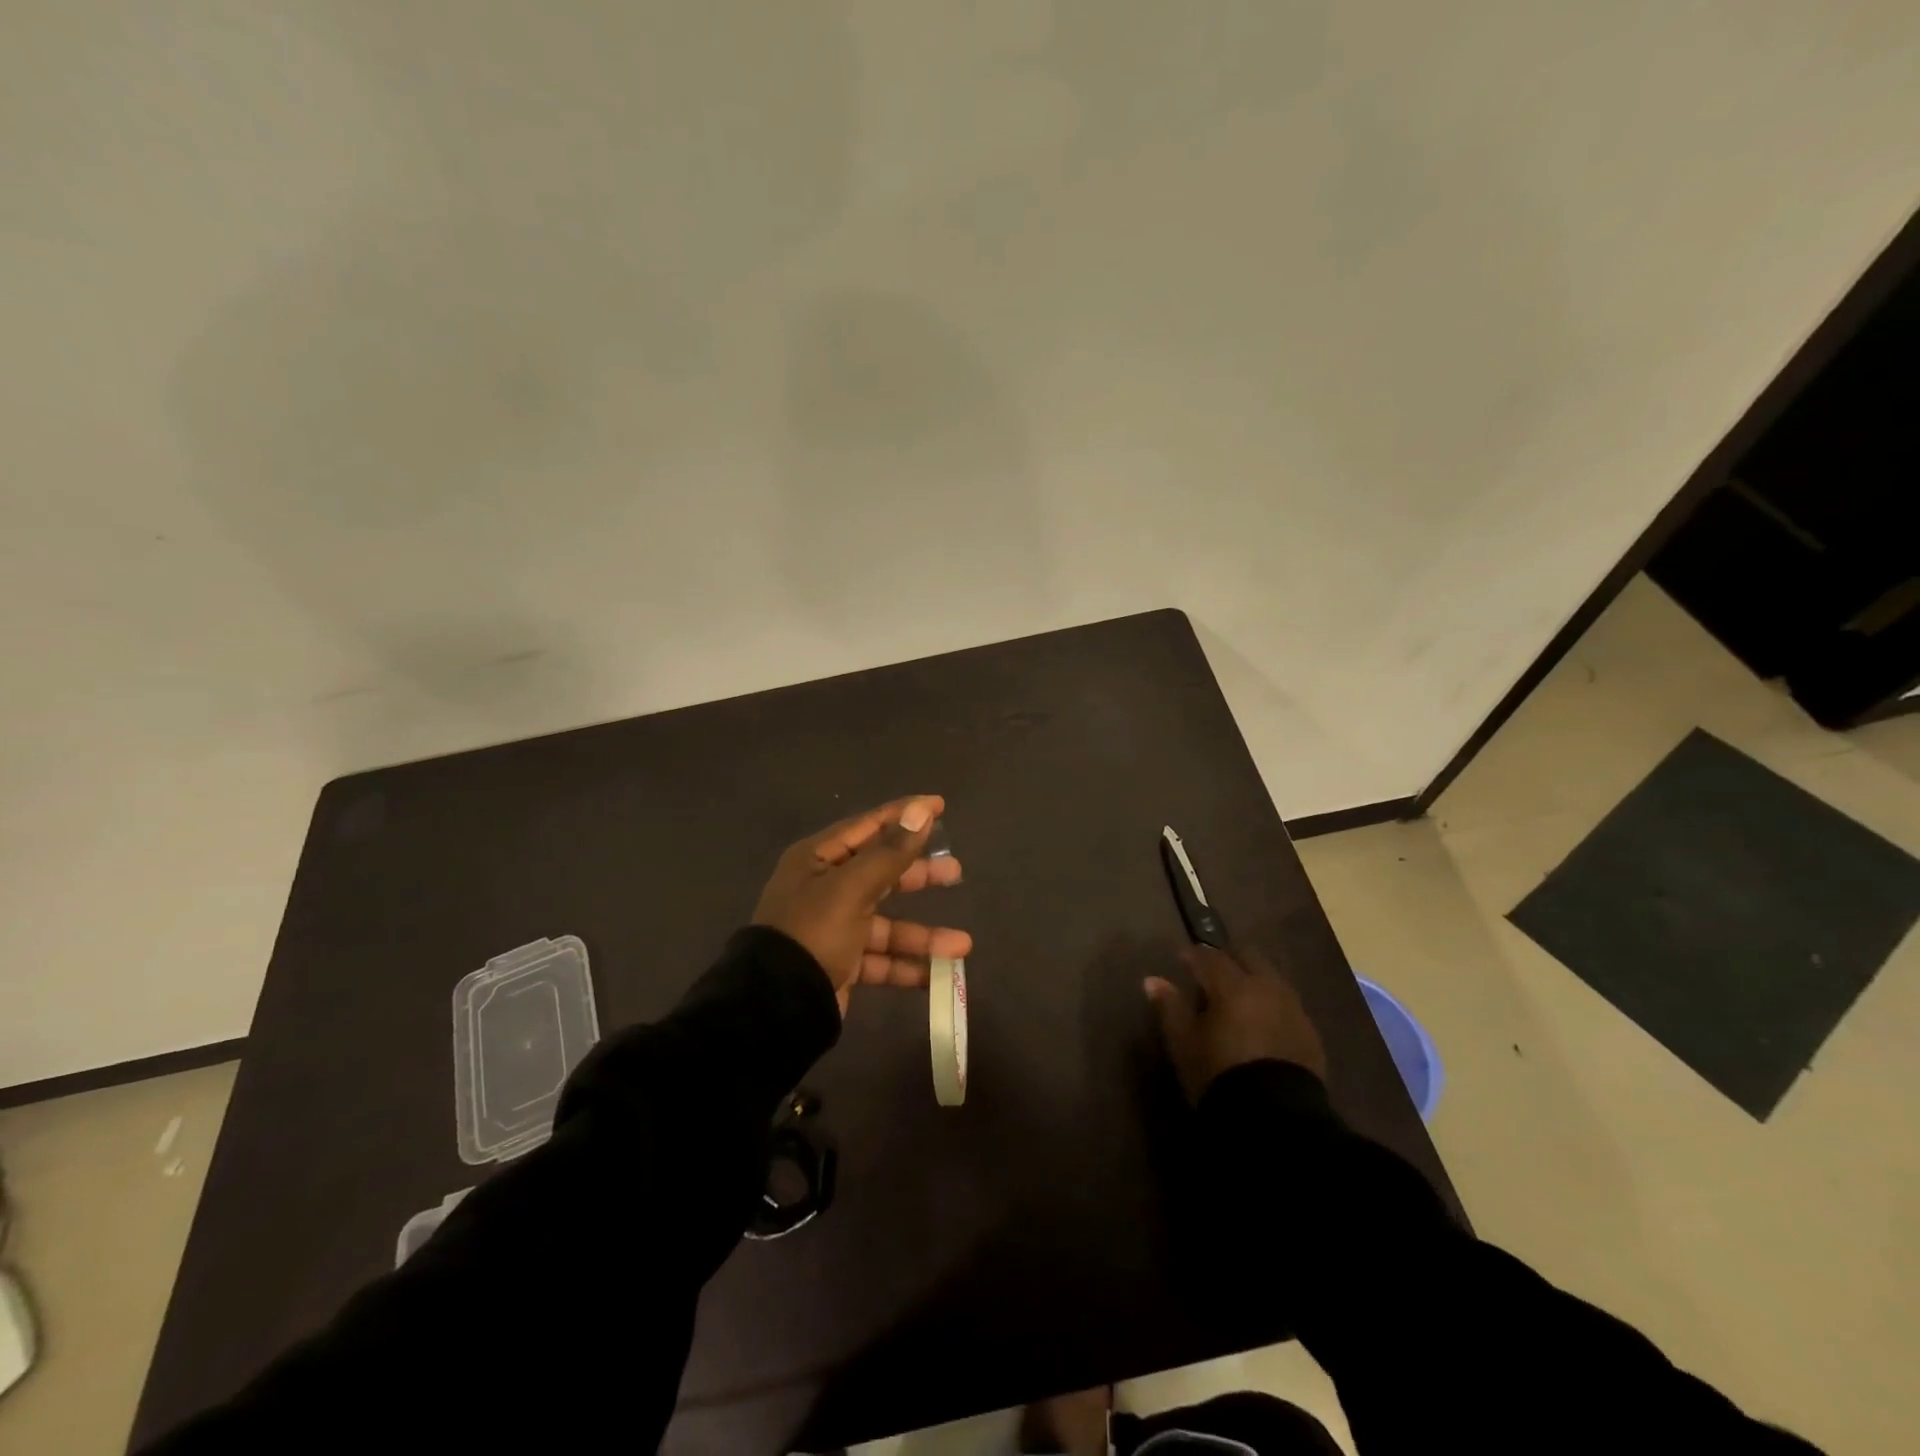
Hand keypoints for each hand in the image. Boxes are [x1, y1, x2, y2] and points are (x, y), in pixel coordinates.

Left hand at [752, 795, 972, 1015]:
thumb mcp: (852, 888)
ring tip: (962, 944)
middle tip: (955, 871)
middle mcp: (824, 888)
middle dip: (918, 875)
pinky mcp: (841, 963)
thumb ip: (890, 853)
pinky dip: (907, 966)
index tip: (939, 805)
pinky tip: (938, 974)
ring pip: (887, 923)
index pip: (867, 826)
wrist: (776, 1005)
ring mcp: (833, 928)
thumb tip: (921, 811)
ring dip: (923, 934)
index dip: (904, 815)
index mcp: (818, 860)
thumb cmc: (813, 932)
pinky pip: (880, 959)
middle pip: (881, 873)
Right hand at [1145, 945, 1326, 1103]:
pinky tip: (1261, 1024)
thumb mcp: (1184, 1043)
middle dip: (1228, 960)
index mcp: (1233, 985)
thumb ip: (1169, 1007)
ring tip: (1237, 1000)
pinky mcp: (1310, 1034)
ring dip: (1252, 979)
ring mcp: (1293, 1009)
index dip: (1193, 956)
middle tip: (1211, 975)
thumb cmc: (1219, 1075)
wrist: (1276, 1120)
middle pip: (1247, 957)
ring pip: (1271, 978)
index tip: (1181, 960)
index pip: (1209, 957)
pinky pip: (1287, 1004)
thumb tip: (1152, 980)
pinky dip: (1270, 1003)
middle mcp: (1267, 987)